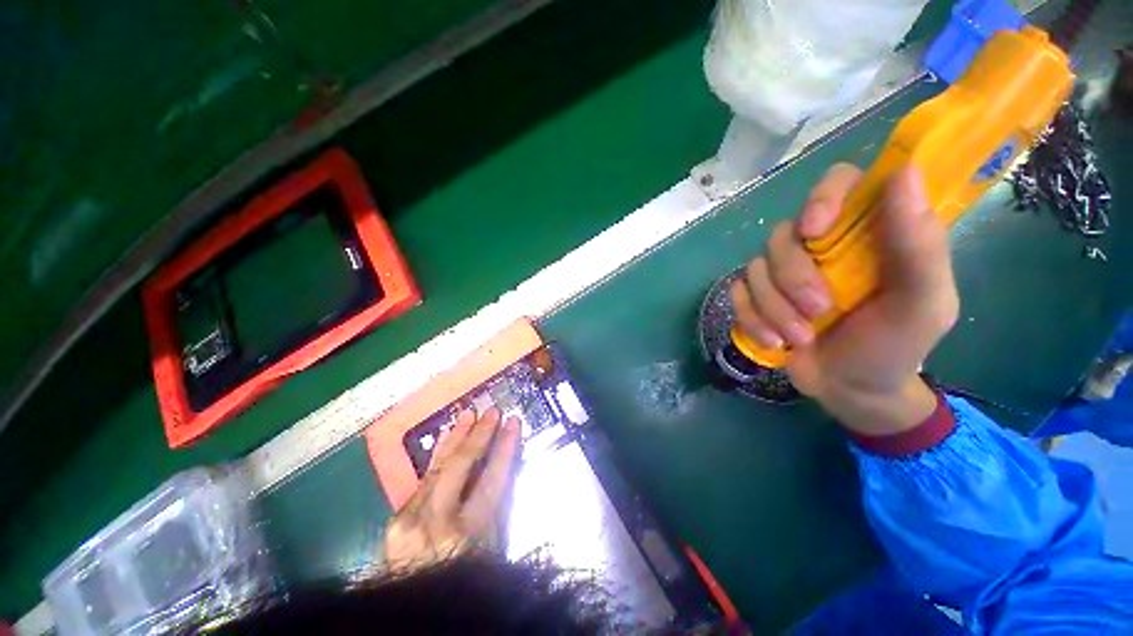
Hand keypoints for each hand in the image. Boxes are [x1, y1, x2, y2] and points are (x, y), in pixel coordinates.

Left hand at [384, 408, 520, 570]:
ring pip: (437, 467)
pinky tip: (445, 441)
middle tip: (492, 411)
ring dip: (454, 437)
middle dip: (479, 434)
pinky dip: (437, 458)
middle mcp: (436, 523)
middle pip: (460, 466)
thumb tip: (501, 469)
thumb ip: (496, 512)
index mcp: (467, 536)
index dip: (505, 447)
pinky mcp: (396, 520)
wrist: (414, 614)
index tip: (514, 423)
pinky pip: (423, 480)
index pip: (492, 479)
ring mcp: (410, 521)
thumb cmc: (463, 582)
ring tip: (467, 414)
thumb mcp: (491, 552)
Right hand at [731, 163, 958, 434]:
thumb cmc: (894, 346)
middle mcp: (819, 245)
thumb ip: (919, 245)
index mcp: (866, 233)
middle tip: (819, 311)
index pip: (839, 183)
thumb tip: (904, 172)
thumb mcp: (922, 303)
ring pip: (755, 268)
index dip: (822, 197)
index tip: (815, 231)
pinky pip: (737, 294)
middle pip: (783, 234)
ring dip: (775, 307)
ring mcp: (783, 272)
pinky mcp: (757, 296)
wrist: (851, 389)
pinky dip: (752, 319)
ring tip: (800, 338)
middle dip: (794, 277)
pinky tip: (775, 341)